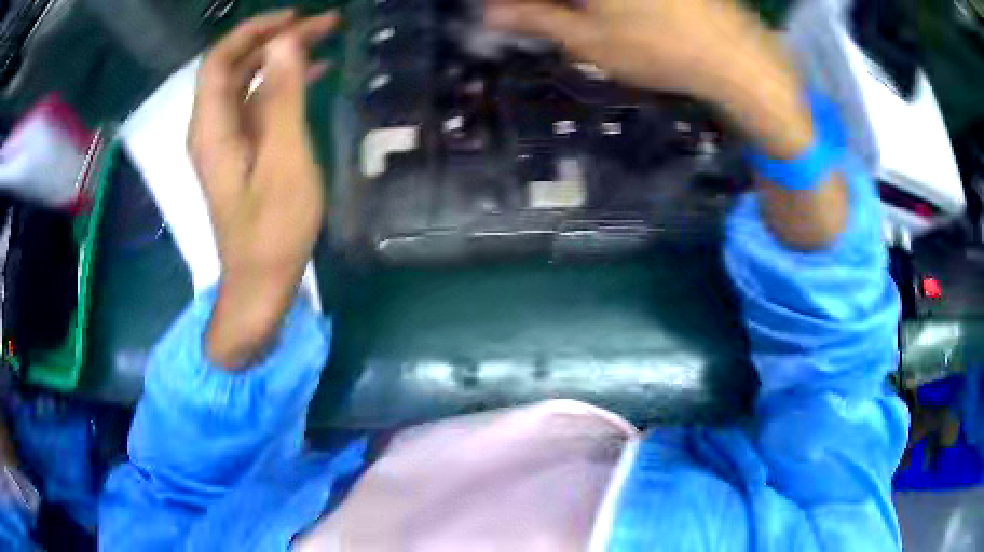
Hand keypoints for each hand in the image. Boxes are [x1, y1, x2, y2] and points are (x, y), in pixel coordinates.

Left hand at [189, 11, 337, 367]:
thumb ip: (282, 97)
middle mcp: (211, 129)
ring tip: (323, 41)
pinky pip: (255, 106)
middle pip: (234, 67)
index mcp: (212, 128)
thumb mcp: (284, 159)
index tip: (295, 18)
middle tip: (322, 24)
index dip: (252, 31)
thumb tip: (285, 42)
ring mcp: (225, 143)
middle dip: (273, 39)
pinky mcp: (239, 155)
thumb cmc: (273, 229)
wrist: (259, 285)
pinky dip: (280, 86)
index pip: (219, 60)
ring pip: (246, 85)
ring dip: (279, 59)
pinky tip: (312, 76)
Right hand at [487, 0, 846, 249]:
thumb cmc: (659, 51)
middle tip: (533, 18)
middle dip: (541, 5)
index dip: (515, 4)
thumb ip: (534, 19)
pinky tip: (605, 16)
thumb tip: (488, 12)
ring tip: (570, 21)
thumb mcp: (588, 40)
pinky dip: (599, 6)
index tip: (505, 13)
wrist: (736, 58)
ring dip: (571, 7)